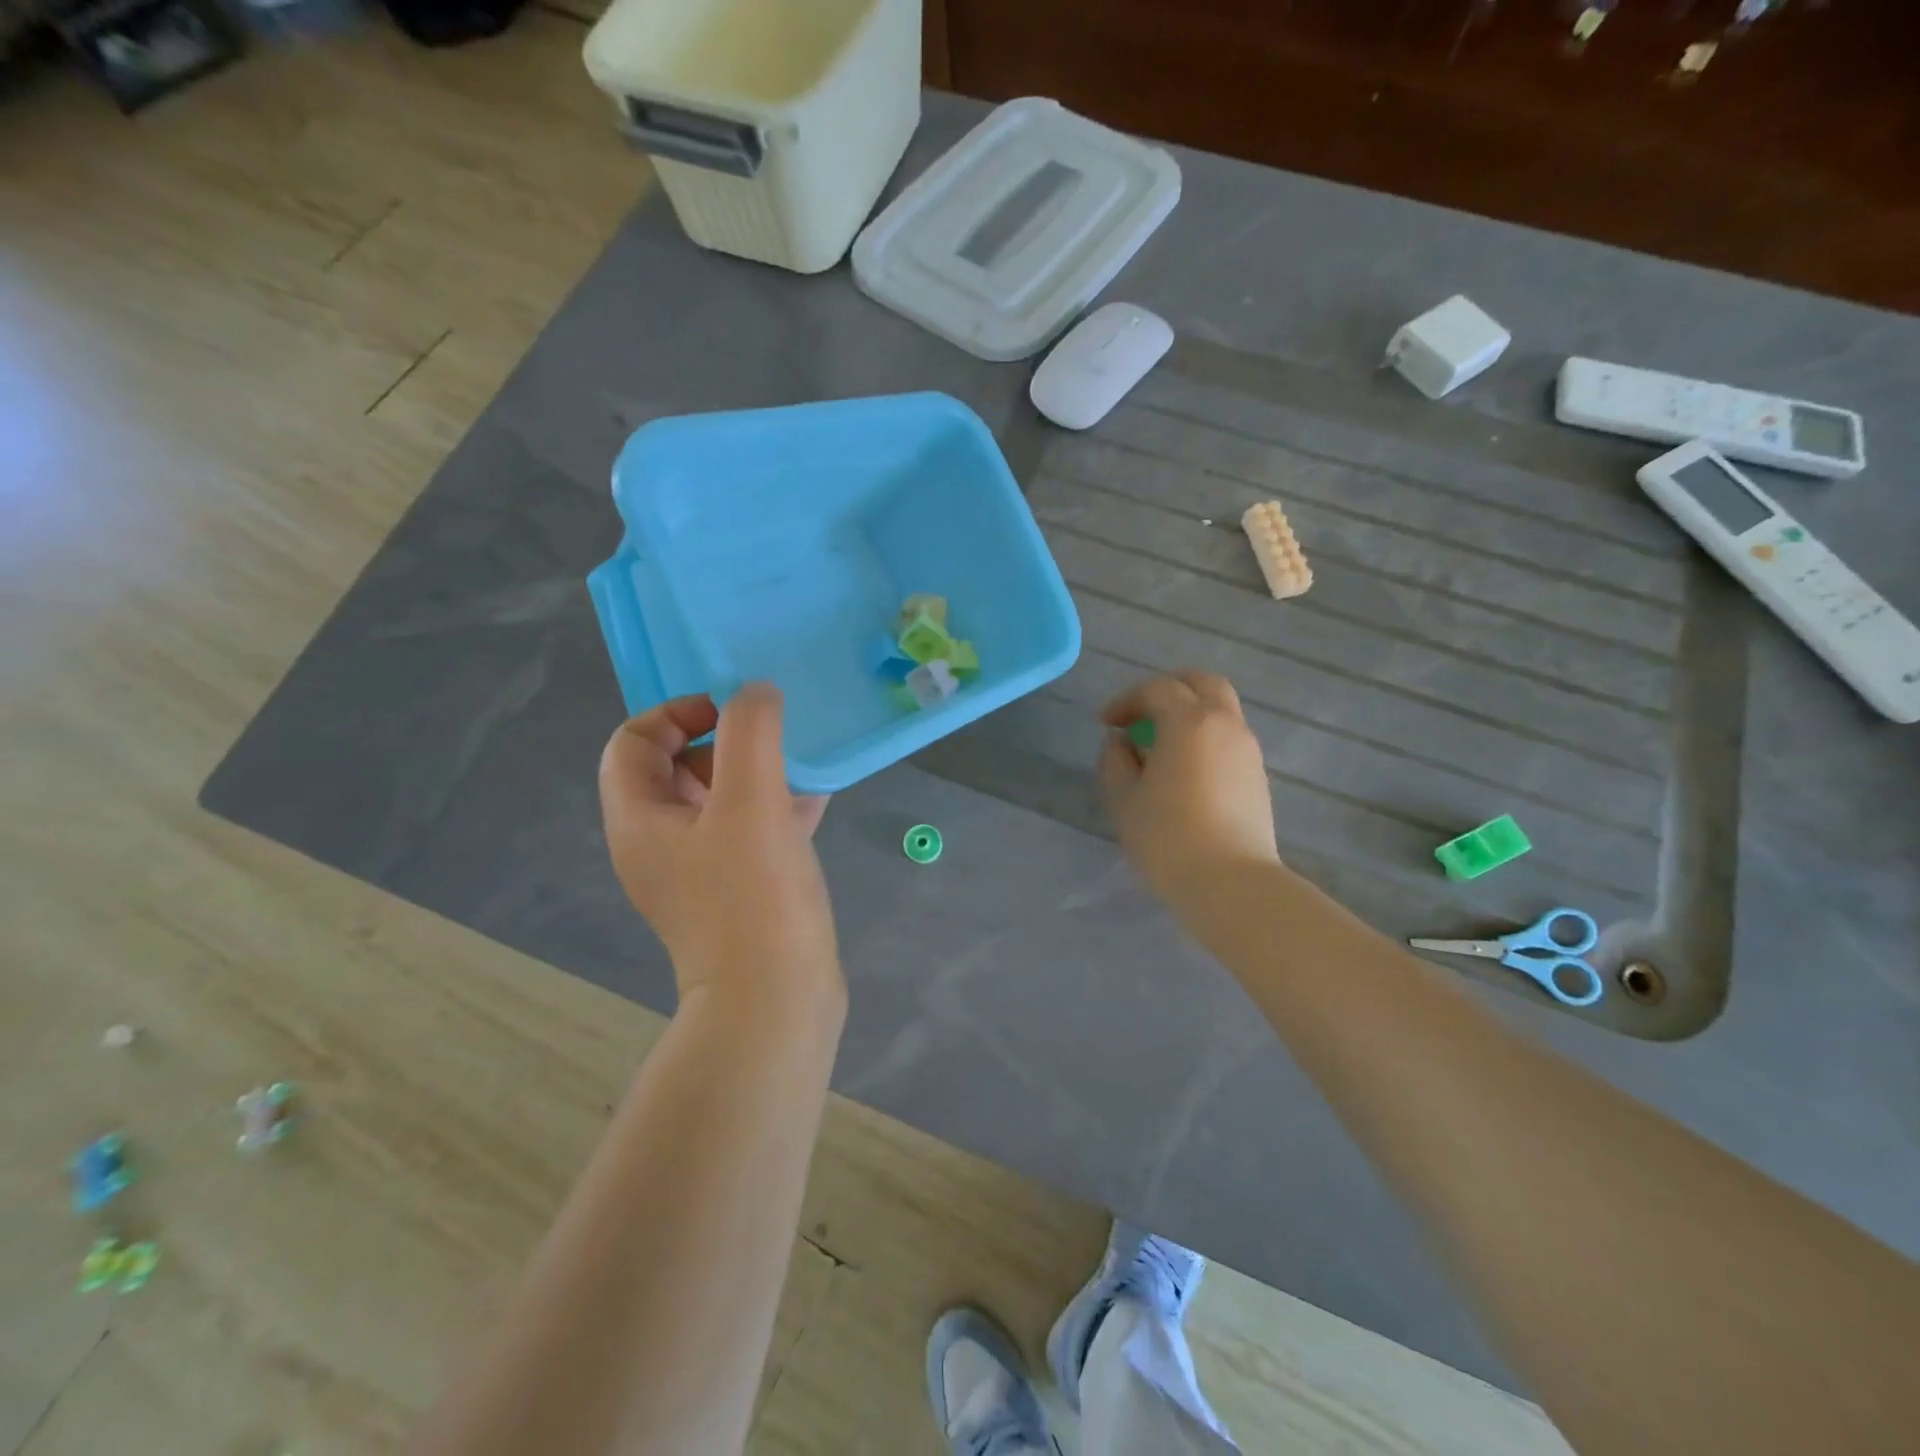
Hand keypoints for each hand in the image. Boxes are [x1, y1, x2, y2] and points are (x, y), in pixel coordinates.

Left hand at [599, 684, 840, 1014]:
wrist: (776, 1002)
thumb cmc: (753, 896)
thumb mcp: (750, 801)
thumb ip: (750, 733)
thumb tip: (755, 693)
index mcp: (640, 820)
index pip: (634, 741)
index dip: (678, 713)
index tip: (732, 713)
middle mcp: (659, 844)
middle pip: (676, 768)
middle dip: (724, 742)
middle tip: (770, 739)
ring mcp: (698, 872)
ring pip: (718, 800)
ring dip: (755, 773)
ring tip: (800, 762)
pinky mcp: (736, 892)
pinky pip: (749, 832)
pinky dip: (775, 808)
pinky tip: (816, 800)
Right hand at [1098, 671, 1280, 913]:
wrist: (1231, 883)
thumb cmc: (1168, 837)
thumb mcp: (1124, 799)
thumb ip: (1116, 761)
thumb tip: (1122, 743)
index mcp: (1189, 721)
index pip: (1157, 690)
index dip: (1127, 700)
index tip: (1106, 723)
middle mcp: (1225, 724)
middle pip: (1201, 683)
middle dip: (1168, 689)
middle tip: (1141, 714)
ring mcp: (1248, 749)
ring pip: (1221, 709)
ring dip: (1189, 714)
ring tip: (1160, 745)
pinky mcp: (1258, 775)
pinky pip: (1229, 737)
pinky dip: (1205, 736)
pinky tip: (1185, 769)